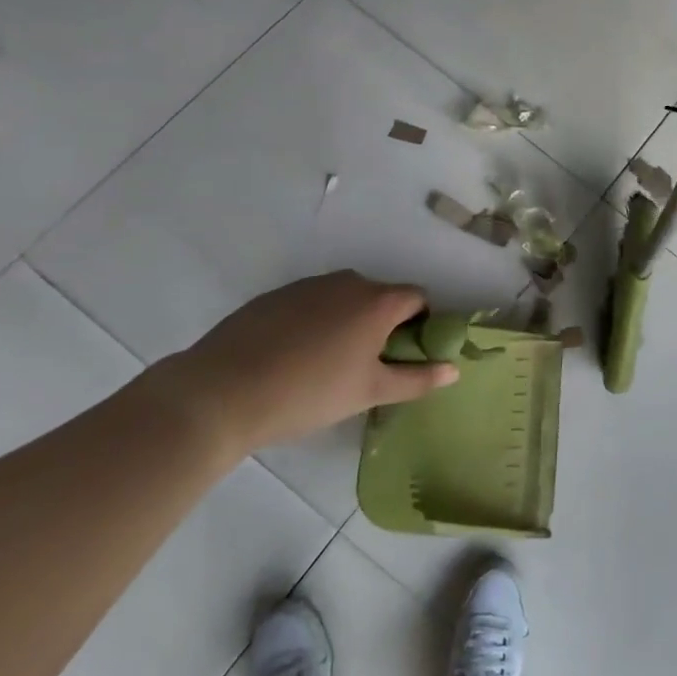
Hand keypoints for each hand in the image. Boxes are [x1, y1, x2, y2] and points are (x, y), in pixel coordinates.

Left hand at [153, 271, 457, 451]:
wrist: (221, 392)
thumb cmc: (308, 393)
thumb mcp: (369, 392)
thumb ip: (416, 379)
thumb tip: (455, 370)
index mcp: (377, 301)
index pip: (417, 298)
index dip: (421, 323)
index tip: (406, 354)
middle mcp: (348, 282)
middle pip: (380, 296)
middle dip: (383, 324)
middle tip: (367, 365)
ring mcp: (308, 285)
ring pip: (343, 299)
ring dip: (347, 322)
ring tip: (326, 364)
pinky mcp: (274, 295)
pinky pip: (310, 303)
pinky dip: (314, 322)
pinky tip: (292, 357)